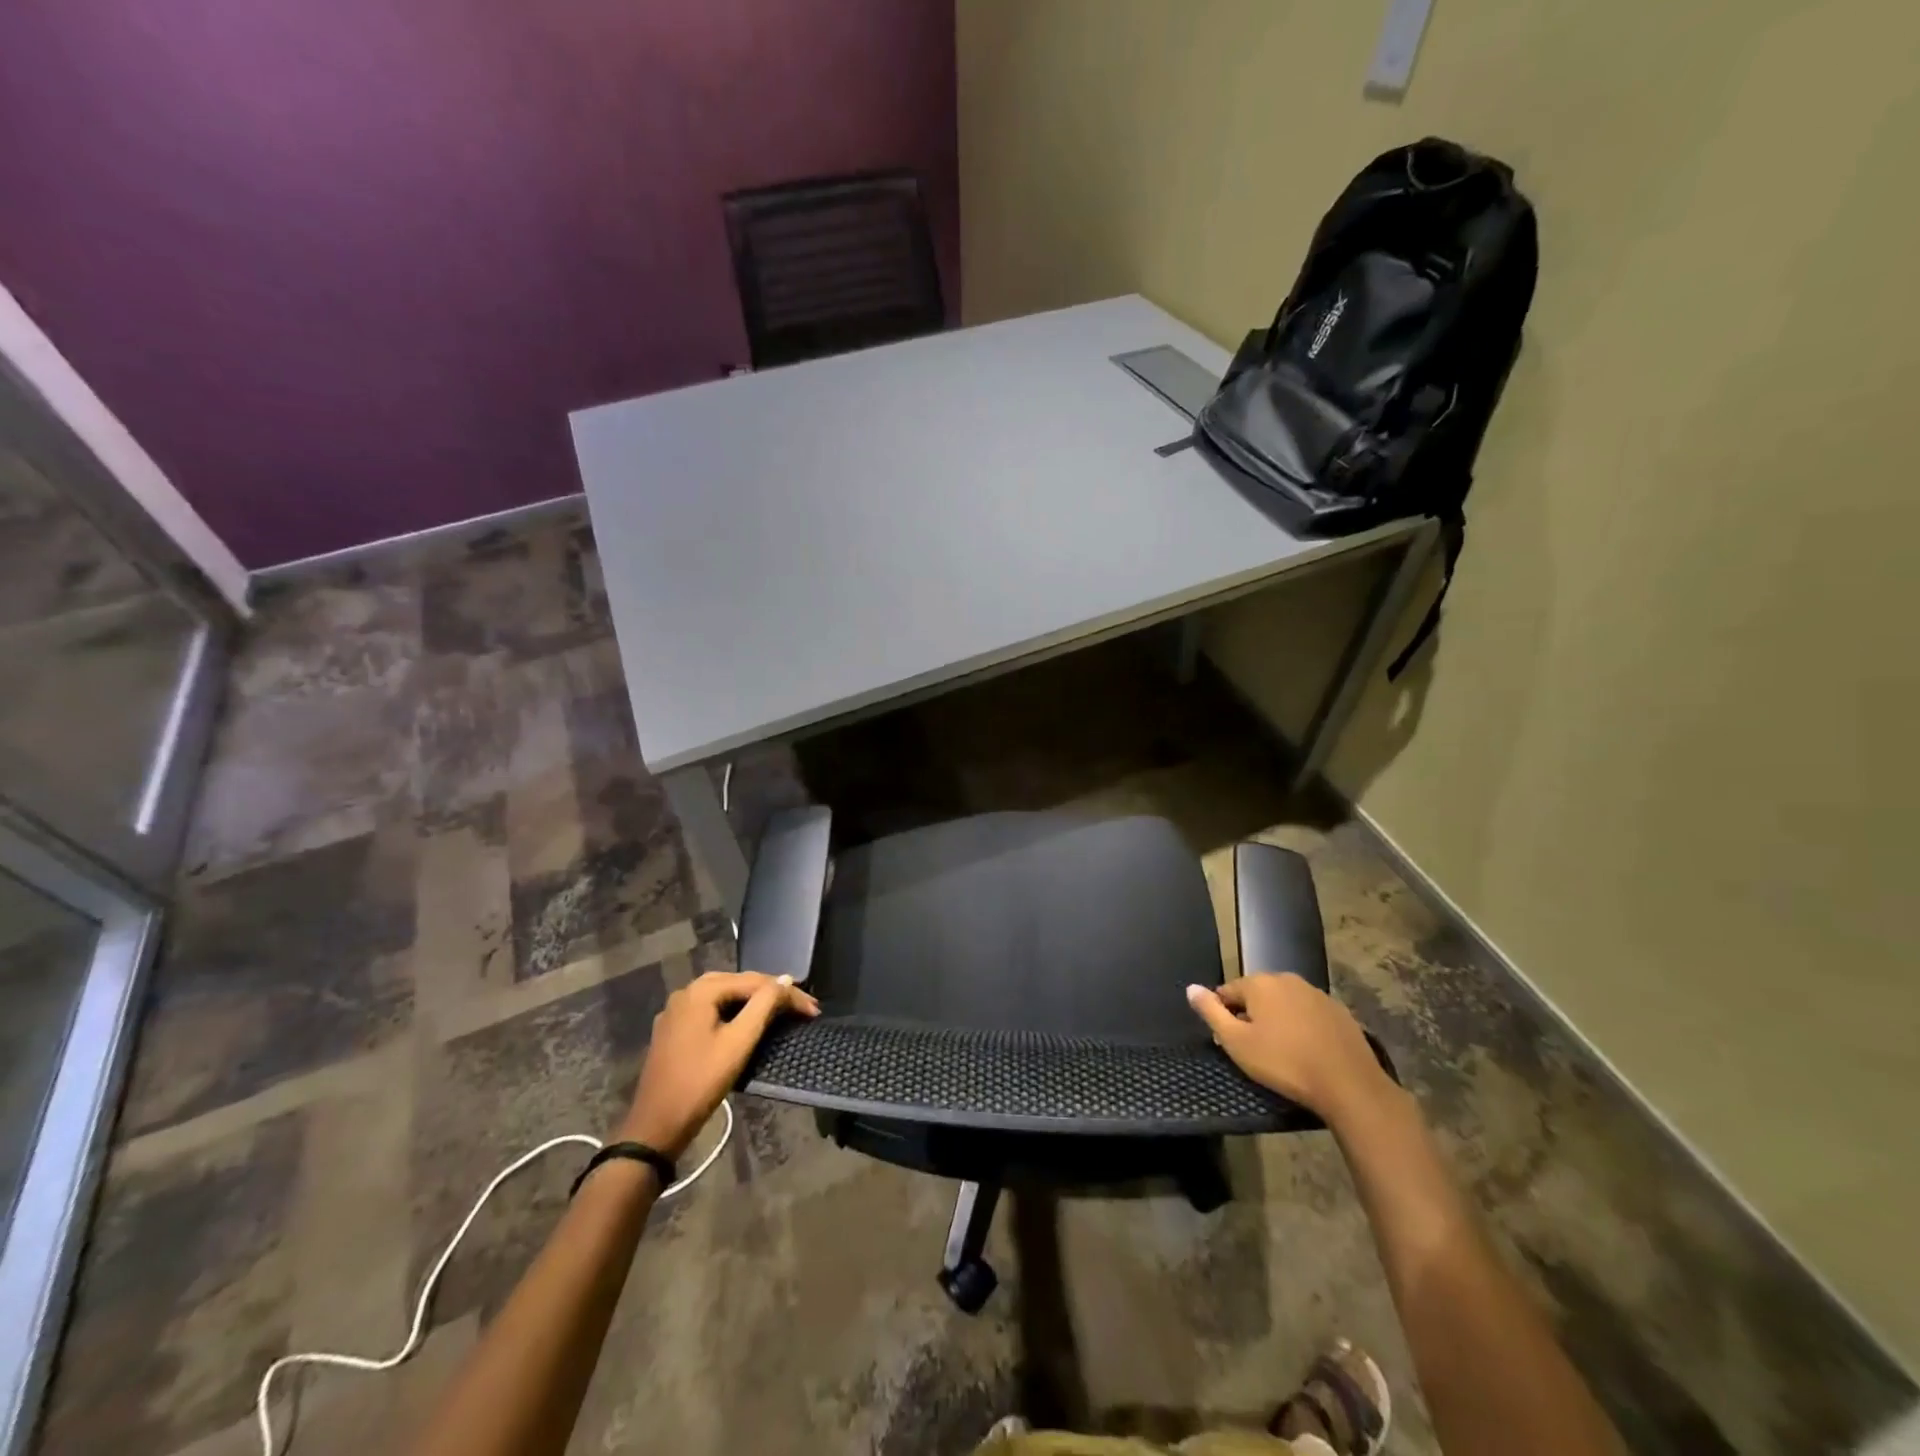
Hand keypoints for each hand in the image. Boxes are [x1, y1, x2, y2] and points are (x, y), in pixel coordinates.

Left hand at [620, 971, 819, 1156]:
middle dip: (773, 994)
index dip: (787, 993)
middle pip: (740, 984)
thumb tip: (785, 979)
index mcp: (701, 990)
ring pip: (726, 997)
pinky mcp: (675, 1030)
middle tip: (803, 1009)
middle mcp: (687, 992)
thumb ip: (764, 1005)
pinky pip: (712, 1011)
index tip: (814, 1010)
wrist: (655, 1127)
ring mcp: (677, 1011)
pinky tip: (750, 1022)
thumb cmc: (700, 1082)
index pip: (754, 981)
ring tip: (783, 1012)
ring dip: (755, 1003)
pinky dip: (735, 1013)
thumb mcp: (738, 1042)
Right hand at [1186, 973, 1391, 1123]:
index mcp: (1260, 983)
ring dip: (1277, 1020)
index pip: (1228, 991)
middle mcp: (1287, 979)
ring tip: (1281, 1052)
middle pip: (1257, 994)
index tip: (1230, 1041)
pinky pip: (1308, 1014)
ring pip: (1284, 1003)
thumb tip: (1190, 988)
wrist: (1348, 1084)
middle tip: (1254, 1048)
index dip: (1224, 1015)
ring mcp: (1316, 993)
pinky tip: (1306, 1050)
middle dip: (1251, 1015)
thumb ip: (1211, 1012)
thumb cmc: (1284, 1063)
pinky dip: (1302, 1026)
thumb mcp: (1237, 1043)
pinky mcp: (1339, 1011)